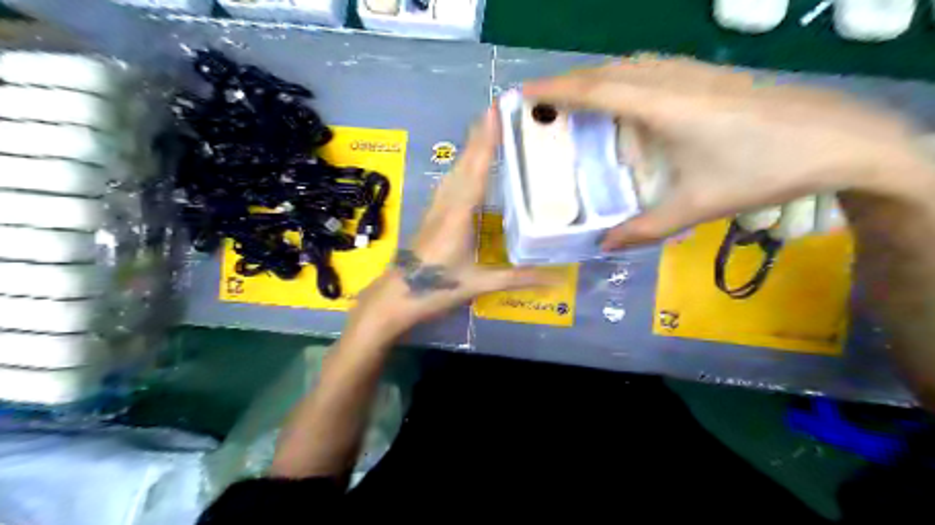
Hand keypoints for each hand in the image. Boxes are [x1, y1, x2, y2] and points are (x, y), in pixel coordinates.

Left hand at [352, 106, 553, 336]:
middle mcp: (447, 204)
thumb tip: (556, 280)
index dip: (487, 141)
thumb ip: (517, 279)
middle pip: (465, 163)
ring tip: (485, 128)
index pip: (477, 171)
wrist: (395, 296)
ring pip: (455, 171)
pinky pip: (450, 183)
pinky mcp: (432, 215)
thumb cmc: (436, 288)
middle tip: (496, 108)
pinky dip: (462, 166)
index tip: (495, 112)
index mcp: (459, 215)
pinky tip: (467, 166)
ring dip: (470, 148)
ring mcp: (436, 208)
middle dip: (479, 135)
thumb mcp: (478, 284)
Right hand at [523, 54, 929, 247]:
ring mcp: (694, 73)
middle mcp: (672, 81)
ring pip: (630, 66)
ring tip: (577, 103)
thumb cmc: (761, 170)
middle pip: (608, 72)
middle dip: (570, 83)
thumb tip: (604, 247)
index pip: (596, 90)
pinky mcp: (709, 76)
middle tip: (544, 105)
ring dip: (598, 79)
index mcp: (663, 106)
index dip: (556, 89)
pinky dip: (625, 80)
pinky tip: (627, 102)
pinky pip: (652, 70)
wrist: (838, 138)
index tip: (523, 92)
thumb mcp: (697, 206)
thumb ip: (645, 228)